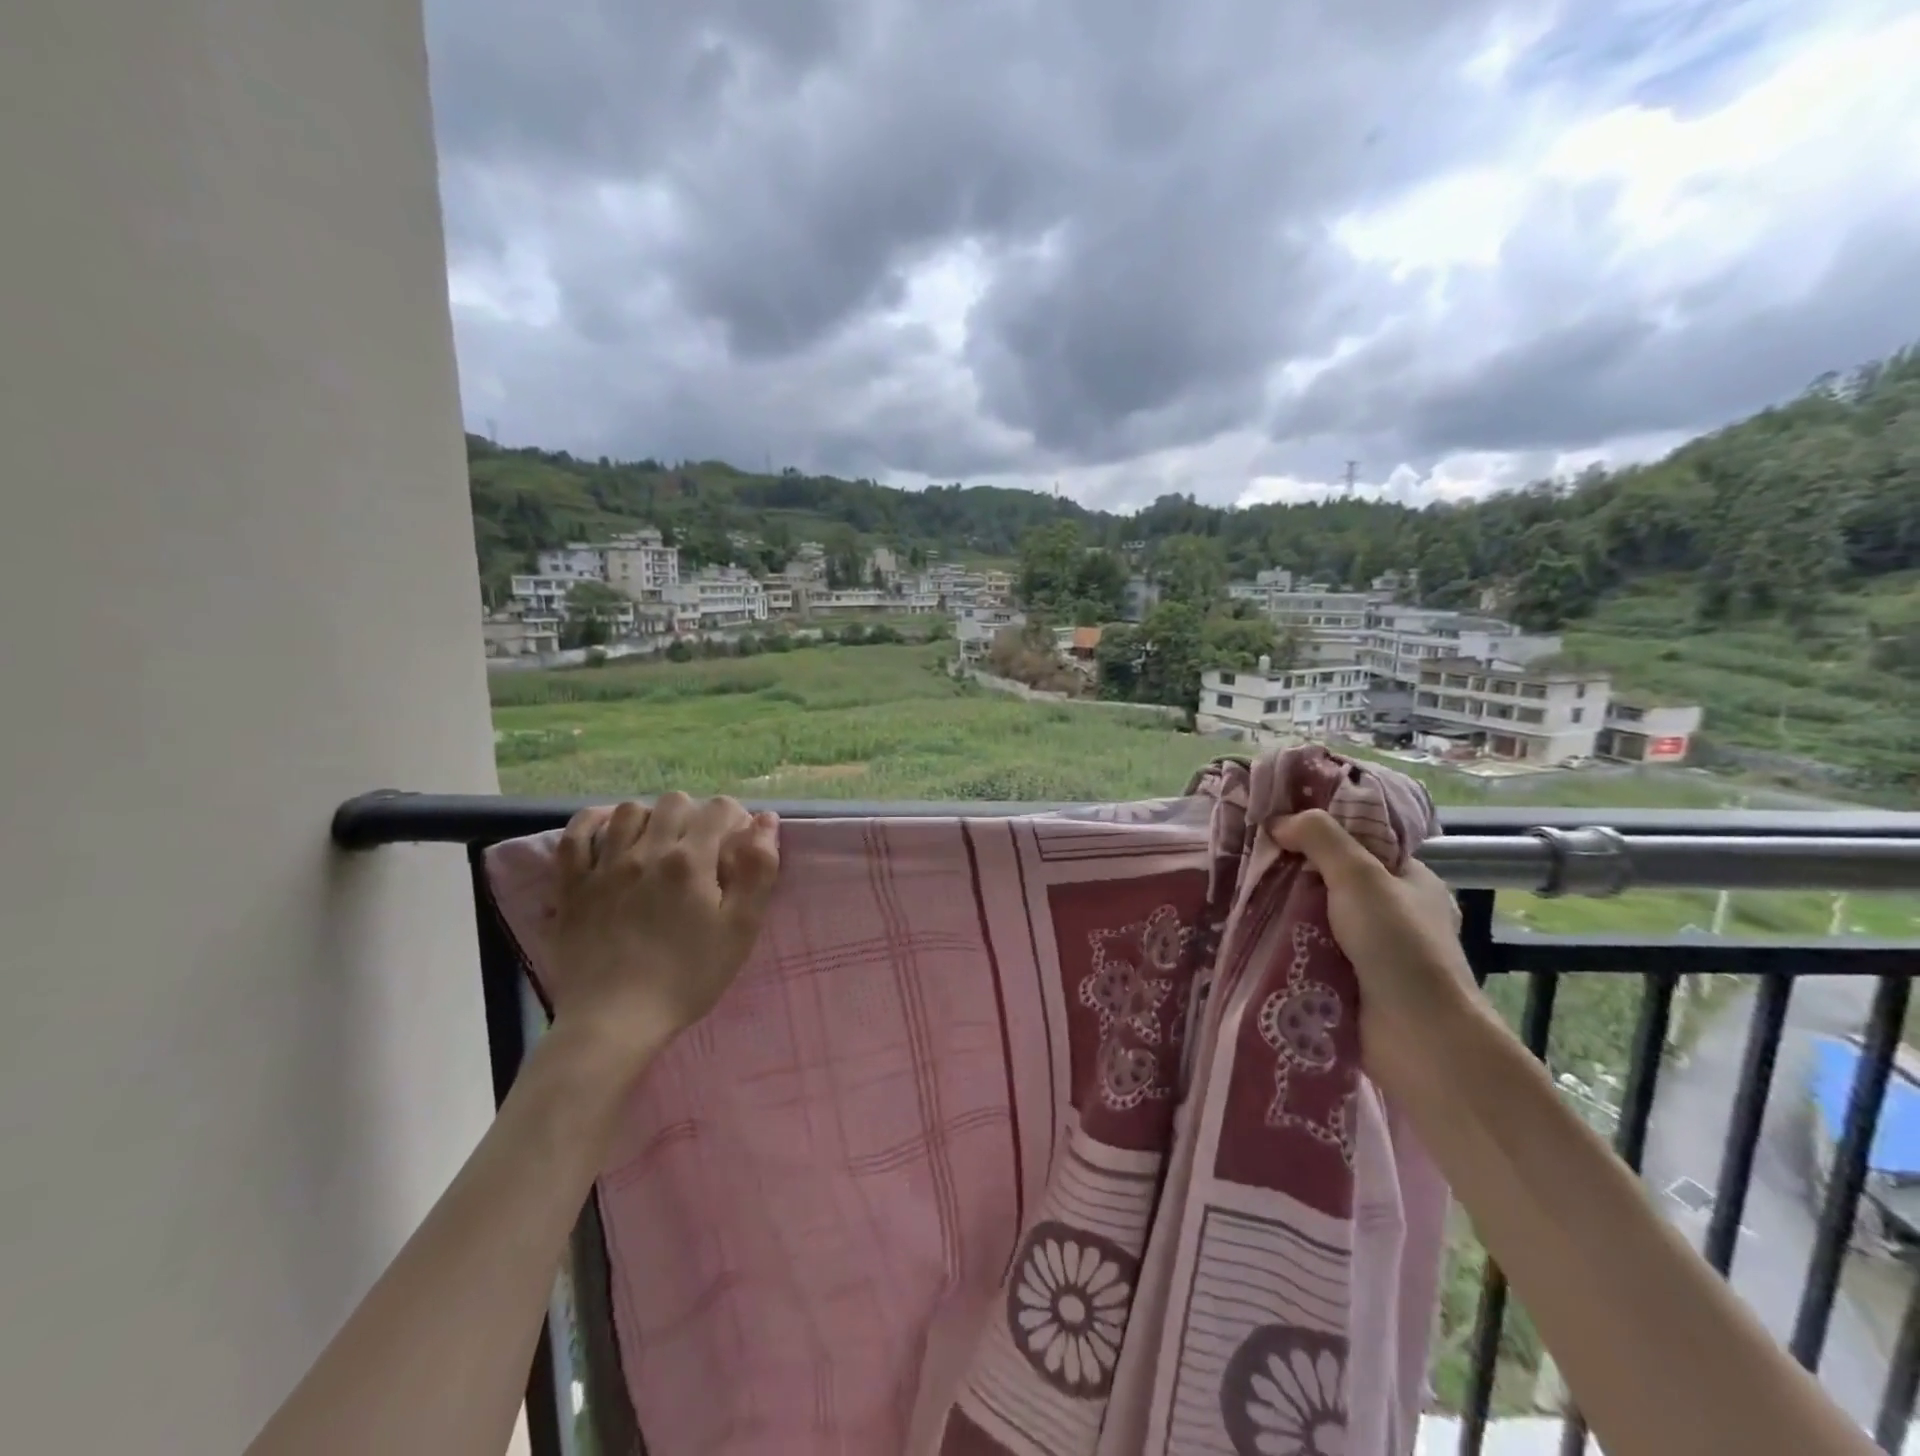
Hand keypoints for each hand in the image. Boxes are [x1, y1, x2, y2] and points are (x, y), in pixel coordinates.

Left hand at [546, 793, 779, 1072]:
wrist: (616, 1020)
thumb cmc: (688, 976)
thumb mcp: (741, 928)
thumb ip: (758, 870)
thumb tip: (765, 821)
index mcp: (691, 861)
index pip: (720, 809)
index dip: (736, 819)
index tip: (738, 844)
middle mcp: (646, 851)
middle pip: (675, 802)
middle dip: (696, 815)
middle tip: (702, 847)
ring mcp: (603, 866)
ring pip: (629, 811)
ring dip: (651, 817)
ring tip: (659, 842)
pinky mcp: (571, 885)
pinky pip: (576, 835)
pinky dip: (593, 823)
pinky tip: (609, 831)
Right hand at [1270, 809, 1493, 1097]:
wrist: (1418, 1038)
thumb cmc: (1398, 945)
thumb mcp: (1360, 876)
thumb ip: (1320, 838)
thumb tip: (1277, 820)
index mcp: (1410, 881)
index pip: (1359, 844)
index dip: (1319, 832)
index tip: (1275, 826)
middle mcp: (1393, 913)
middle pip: (1331, 881)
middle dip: (1292, 874)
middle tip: (1246, 860)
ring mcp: (1371, 951)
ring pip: (1315, 918)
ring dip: (1282, 911)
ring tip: (1236, 893)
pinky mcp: (1349, 982)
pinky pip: (1308, 951)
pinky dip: (1284, 944)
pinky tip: (1249, 932)